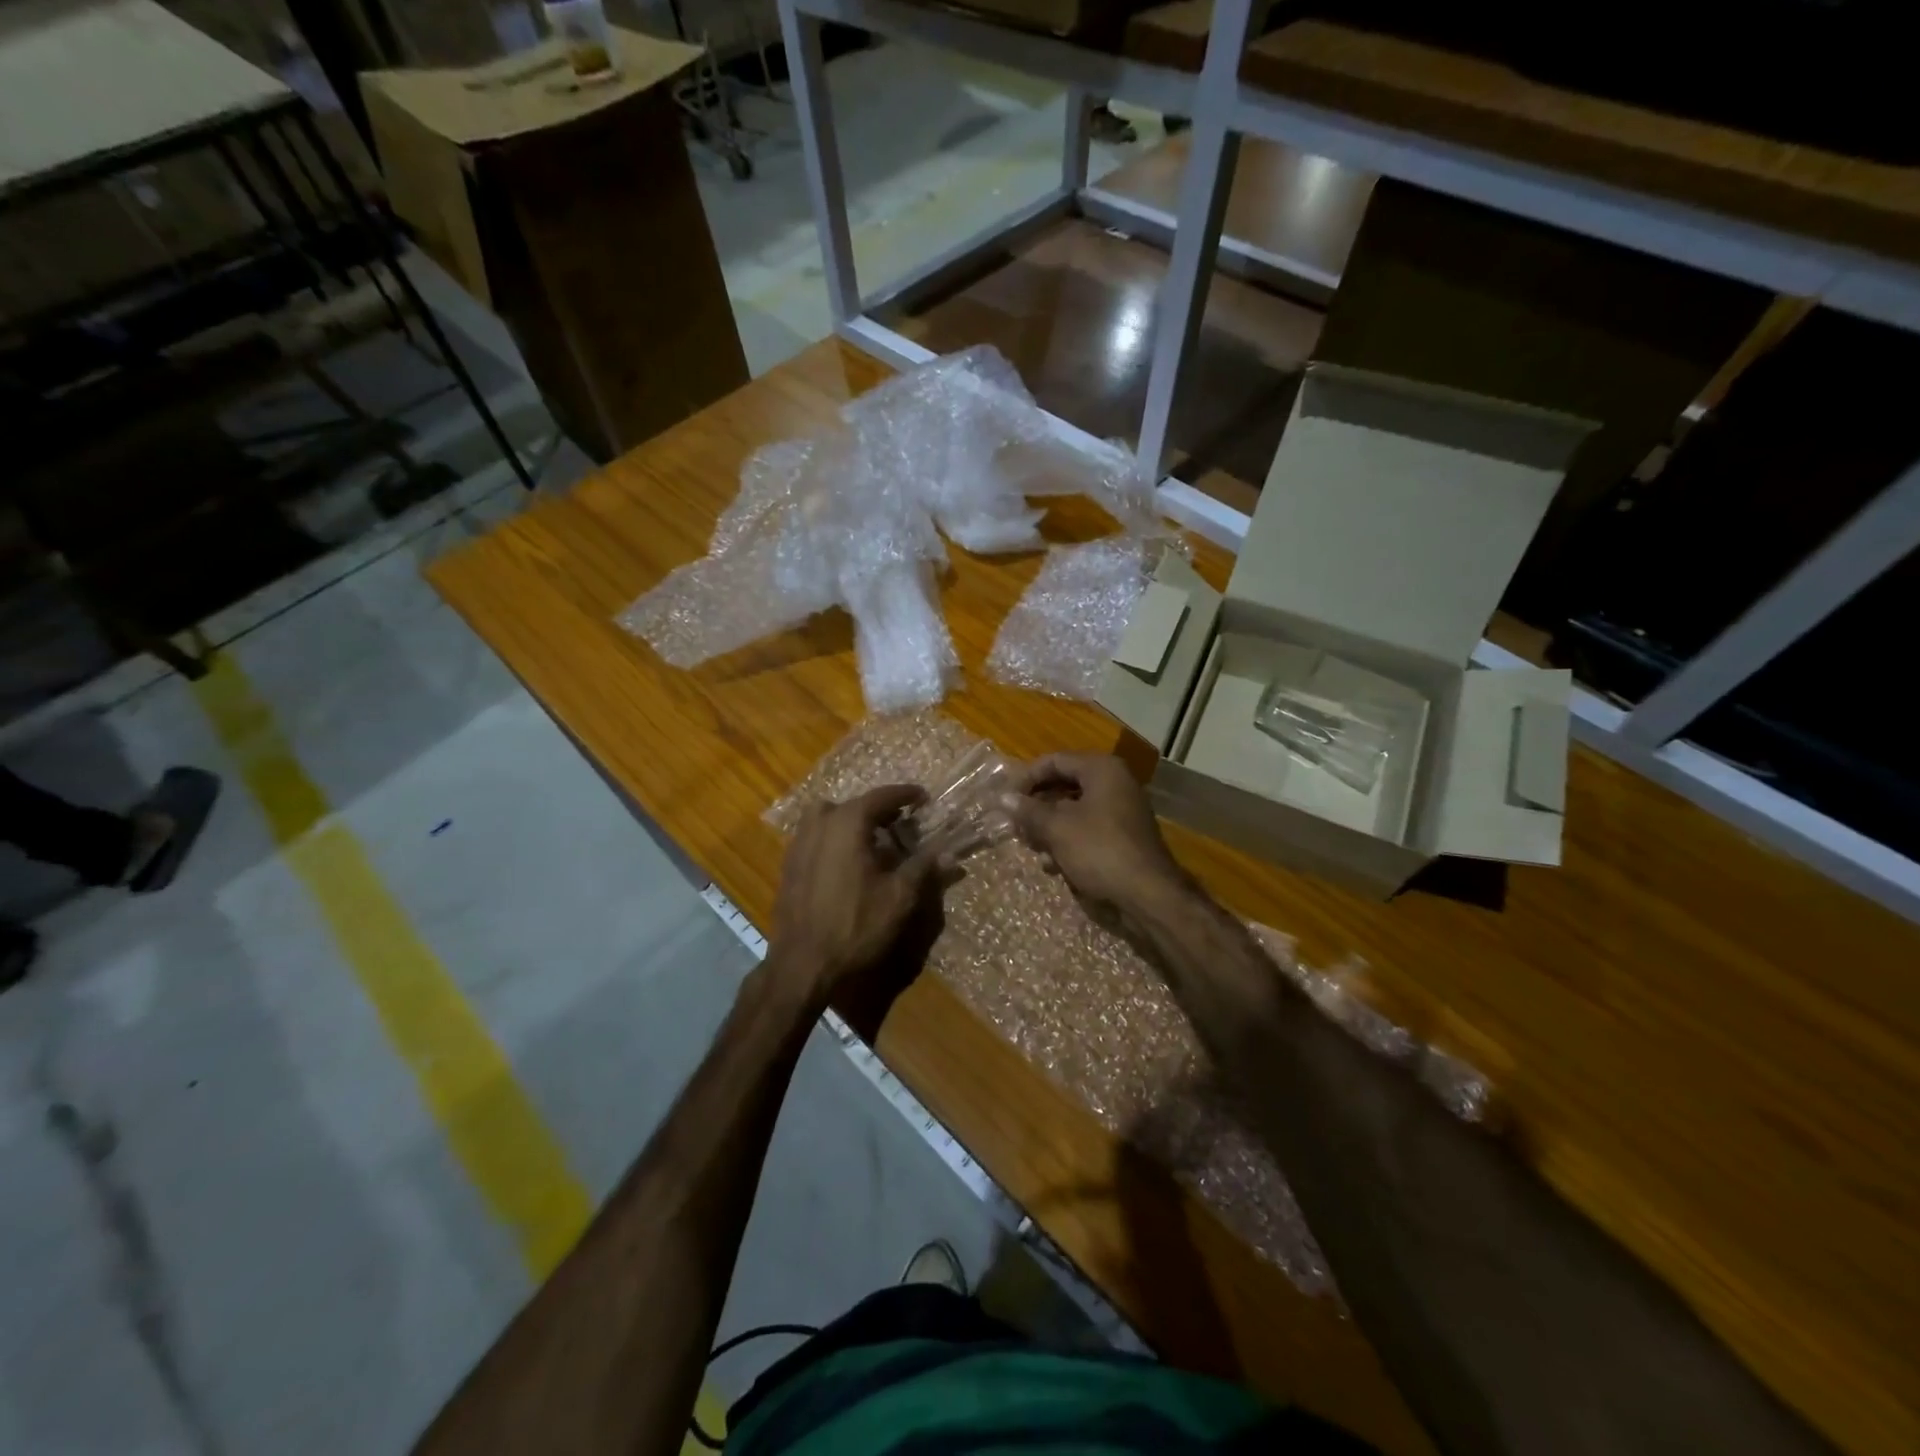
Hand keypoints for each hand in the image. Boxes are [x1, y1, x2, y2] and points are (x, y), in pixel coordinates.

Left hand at [770, 785, 938, 1005]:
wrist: (803, 964)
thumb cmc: (856, 925)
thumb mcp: (899, 897)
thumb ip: (923, 867)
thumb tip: (948, 852)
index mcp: (847, 823)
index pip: (881, 797)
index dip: (905, 794)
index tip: (923, 797)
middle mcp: (819, 825)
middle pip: (852, 804)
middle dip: (878, 809)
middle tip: (900, 822)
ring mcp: (798, 844)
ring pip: (828, 818)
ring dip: (851, 822)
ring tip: (873, 841)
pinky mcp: (788, 866)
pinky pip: (815, 838)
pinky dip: (834, 839)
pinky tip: (848, 864)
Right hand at [1005, 753, 1184, 916]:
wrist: (1147, 896)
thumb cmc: (1100, 850)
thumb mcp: (1057, 828)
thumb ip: (1029, 811)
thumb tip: (1003, 798)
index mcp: (1102, 770)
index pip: (1054, 761)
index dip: (1026, 777)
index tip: (1005, 798)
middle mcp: (1114, 783)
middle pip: (1064, 785)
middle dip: (1037, 806)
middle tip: (1015, 824)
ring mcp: (1121, 811)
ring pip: (1074, 811)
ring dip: (1049, 827)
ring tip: (1031, 847)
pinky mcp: (1122, 837)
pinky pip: (1087, 830)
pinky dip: (1067, 842)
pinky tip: (1053, 865)